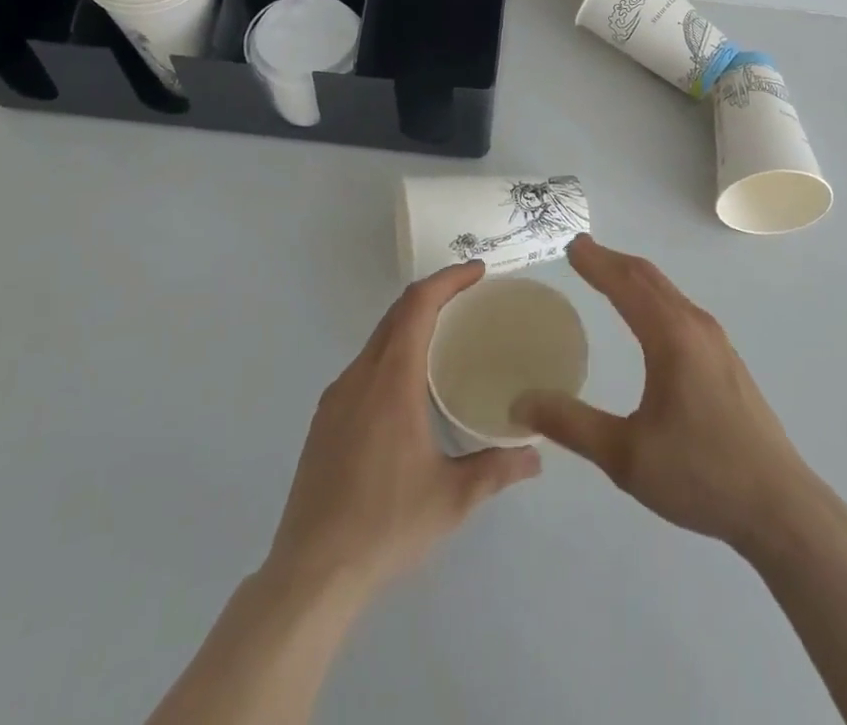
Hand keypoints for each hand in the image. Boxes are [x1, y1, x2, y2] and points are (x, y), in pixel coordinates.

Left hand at [266, 262, 540, 598]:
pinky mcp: (324, 420)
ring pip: (377, 339)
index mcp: (391, 381)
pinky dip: (392, 352)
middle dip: (434, 295)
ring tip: (447, 336)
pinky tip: (410, 385)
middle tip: (471, 298)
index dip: (448, 279)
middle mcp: (360, 377)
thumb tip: (536, 455)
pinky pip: (364, 366)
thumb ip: (496, 469)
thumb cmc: (385, 526)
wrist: (310, 573)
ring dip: (411, 324)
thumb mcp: (452, 499)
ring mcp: (336, 397)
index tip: (478, 272)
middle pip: (396, 314)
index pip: (417, 306)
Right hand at [511, 235, 818, 553]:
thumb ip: (571, 425)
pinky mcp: (726, 360)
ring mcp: (716, 341)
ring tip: (606, 275)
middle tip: (581, 251)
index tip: (570, 245)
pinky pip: (680, 308)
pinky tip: (646, 317)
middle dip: (613, 260)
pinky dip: (653, 296)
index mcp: (671, 337)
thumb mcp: (626, 456)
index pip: (626, 284)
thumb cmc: (700, 476)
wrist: (780, 507)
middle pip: (649, 277)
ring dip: (634, 277)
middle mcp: (696, 326)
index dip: (596, 262)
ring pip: (668, 292)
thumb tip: (521, 403)